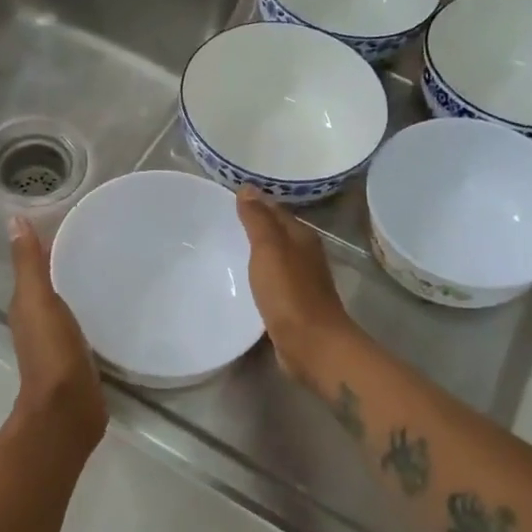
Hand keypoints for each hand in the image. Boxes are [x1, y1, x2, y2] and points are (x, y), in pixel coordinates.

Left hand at [7, 216, 106, 447]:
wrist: (68, 409)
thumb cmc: (52, 352)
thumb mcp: (38, 301)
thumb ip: (28, 264)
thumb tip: (14, 220)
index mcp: (25, 306)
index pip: (34, 266)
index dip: (47, 244)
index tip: (73, 221)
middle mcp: (38, 321)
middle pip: (51, 284)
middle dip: (67, 263)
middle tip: (100, 240)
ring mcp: (58, 341)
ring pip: (67, 304)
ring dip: (81, 287)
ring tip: (111, 266)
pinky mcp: (80, 357)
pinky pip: (85, 324)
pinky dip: (92, 310)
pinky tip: (113, 305)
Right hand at [235, 189, 356, 384]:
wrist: (311, 344)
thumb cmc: (289, 293)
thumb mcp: (269, 249)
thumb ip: (258, 219)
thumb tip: (247, 188)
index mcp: (302, 236)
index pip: (275, 210)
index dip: (254, 203)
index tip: (226, 199)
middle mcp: (305, 254)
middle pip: (277, 233)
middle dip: (254, 226)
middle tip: (220, 222)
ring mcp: (301, 281)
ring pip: (275, 257)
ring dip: (256, 252)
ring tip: (226, 249)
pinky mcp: (294, 304)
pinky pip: (273, 281)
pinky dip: (259, 275)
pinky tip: (242, 281)